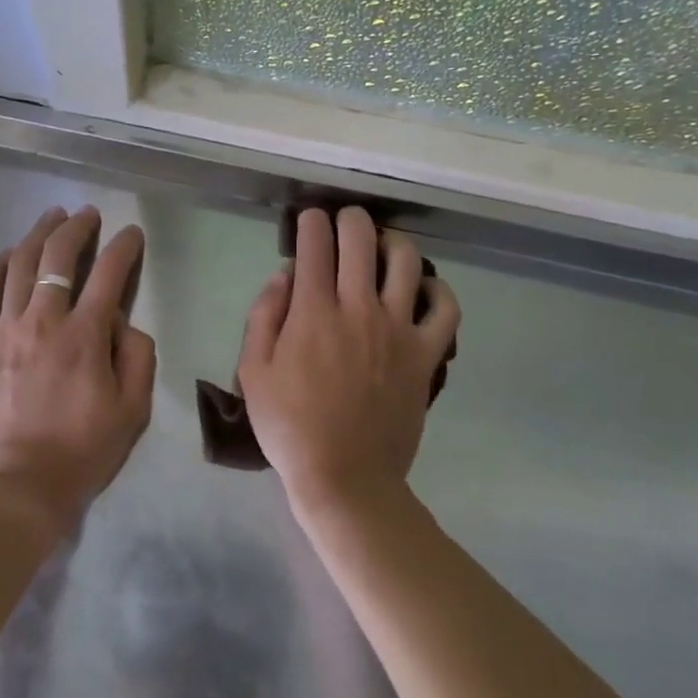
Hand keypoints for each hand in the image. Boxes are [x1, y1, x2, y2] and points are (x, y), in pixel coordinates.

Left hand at [0, 206, 155, 534]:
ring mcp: (6, 331)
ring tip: (51, 217)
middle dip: (76, 227)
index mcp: (85, 336)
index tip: (131, 233)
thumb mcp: (132, 409)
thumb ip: (137, 356)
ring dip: (38, 234)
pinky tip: (6, 254)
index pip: (109, 274)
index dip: (123, 247)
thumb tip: (121, 322)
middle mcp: (44, 321)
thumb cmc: (82, 452)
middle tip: (87, 213)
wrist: (17, 488)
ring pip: (19, 265)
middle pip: (58, 257)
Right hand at [236, 207, 458, 517]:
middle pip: (361, 238)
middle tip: (343, 222)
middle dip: (349, 218)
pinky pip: (445, 308)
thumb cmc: (290, 426)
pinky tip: (423, 288)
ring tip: (382, 248)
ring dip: (392, 242)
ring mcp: (397, 329)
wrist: (345, 478)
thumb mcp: (253, 370)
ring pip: (406, 261)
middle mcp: (358, 308)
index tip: (309, 221)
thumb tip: (285, 275)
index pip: (315, 244)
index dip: (311, 222)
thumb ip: (264, 314)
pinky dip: (437, 289)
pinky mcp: (425, 354)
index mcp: (313, 311)